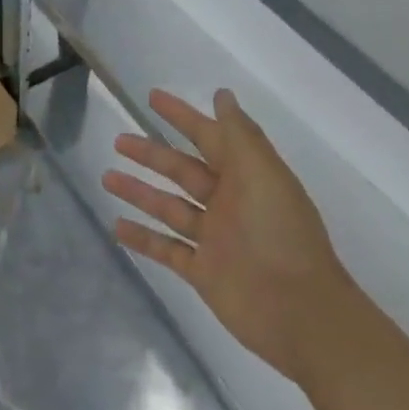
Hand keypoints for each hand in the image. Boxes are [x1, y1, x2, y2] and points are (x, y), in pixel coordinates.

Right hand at [104, 88, 346, 382]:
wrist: (301, 314)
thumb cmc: (281, 235)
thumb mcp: (263, 175)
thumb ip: (239, 135)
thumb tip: (222, 95)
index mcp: (246, 176)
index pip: (207, 137)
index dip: (182, 116)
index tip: (151, 97)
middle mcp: (228, 203)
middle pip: (182, 171)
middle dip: (151, 155)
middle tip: (119, 141)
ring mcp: (214, 239)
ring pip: (168, 207)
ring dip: (139, 192)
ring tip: (107, 177)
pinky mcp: (203, 272)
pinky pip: (166, 249)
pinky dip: (142, 238)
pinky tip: (116, 226)